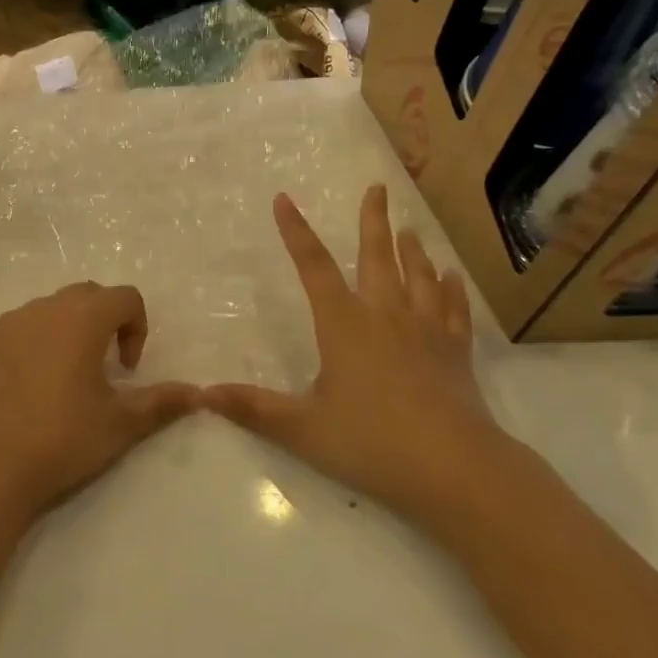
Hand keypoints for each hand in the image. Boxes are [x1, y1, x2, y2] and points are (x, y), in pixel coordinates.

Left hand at [0, 282, 194, 529]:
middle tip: (109, 366)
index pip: (125, 297)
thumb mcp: (119, 424)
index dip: (138, 327)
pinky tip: (40, 381)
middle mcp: (46, 308)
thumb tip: (198, 394)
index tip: (129, 370)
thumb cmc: (61, 438)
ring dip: (75, 326)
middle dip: (109, 320)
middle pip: (90, 294)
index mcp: (81, 318)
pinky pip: (28, 322)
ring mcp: (13, 322)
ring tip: (75, 373)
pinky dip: (45, 336)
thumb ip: (161, 402)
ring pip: (56, 305)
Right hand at [204, 185, 514, 533]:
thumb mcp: (302, 428)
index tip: (283, 199)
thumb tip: (201, 394)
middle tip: (377, 187)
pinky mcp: (455, 353)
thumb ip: (252, 408)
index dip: (295, 232)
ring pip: (418, 277)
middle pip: (377, 257)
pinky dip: (451, 290)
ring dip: (412, 249)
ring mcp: (426, 331)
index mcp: (344, 324)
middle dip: (373, 220)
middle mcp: (385, 316)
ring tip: (409, 229)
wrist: (456, 469)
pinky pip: (453, 310)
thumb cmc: (372, 443)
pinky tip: (451, 277)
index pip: (313, 267)